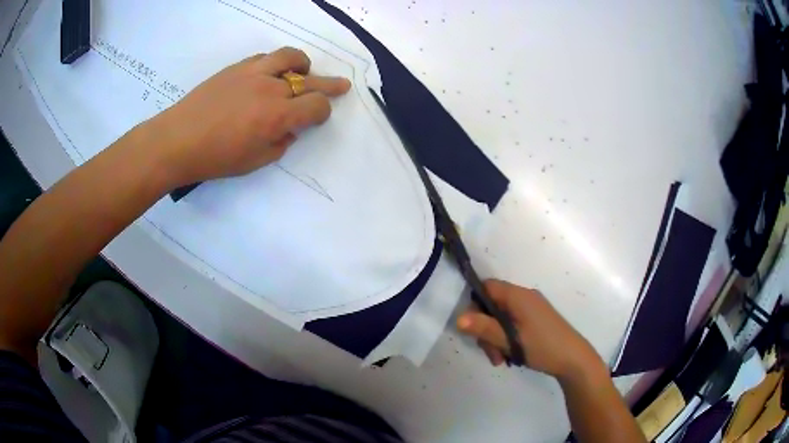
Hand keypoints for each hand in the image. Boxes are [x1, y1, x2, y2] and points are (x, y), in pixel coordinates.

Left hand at [149, 47, 350, 186]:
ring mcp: (254, 72)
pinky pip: (265, 57)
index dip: (322, 112)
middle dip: (329, 86)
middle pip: (311, 81)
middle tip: (342, 85)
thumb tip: (289, 128)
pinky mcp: (237, 67)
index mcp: (278, 116)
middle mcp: (272, 88)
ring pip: (290, 57)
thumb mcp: (255, 162)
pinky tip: (269, 74)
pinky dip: (275, 64)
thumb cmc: (215, 158)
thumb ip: (280, 143)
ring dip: (302, 65)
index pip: (316, 106)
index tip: (317, 118)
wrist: (177, 140)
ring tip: (304, 71)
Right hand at [457, 280, 602, 380]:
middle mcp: (524, 297)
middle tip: (491, 354)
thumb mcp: (511, 340)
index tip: (472, 328)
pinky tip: (510, 356)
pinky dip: (506, 338)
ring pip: (501, 318)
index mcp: (518, 296)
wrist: (574, 359)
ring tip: (501, 360)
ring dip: (495, 338)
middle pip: (493, 306)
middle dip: (486, 330)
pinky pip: (512, 324)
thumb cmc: (543, 347)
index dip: (475, 304)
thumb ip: (485, 328)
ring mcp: (531, 308)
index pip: (487, 287)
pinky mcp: (535, 319)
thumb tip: (458, 318)